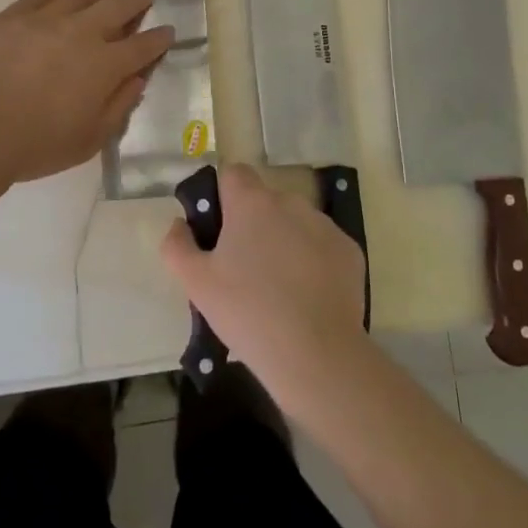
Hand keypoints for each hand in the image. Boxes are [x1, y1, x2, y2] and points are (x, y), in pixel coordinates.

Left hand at [0, 0, 173, 183]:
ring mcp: (44, 20)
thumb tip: (137, 80)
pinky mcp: (10, 17)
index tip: (168, 30)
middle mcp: (81, 34)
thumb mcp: (89, 140)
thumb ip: (118, 107)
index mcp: (105, 66)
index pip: (142, 47)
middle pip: (117, 8)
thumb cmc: (36, 144)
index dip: (158, 38)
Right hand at [161, 164, 366, 397]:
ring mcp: (325, 225)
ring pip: (295, 221)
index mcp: (252, 203)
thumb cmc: (247, 312)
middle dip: (253, 223)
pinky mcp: (349, 250)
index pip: (233, 173)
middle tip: (243, 267)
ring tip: (277, 286)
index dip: (222, 195)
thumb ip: (177, 245)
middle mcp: (290, 202)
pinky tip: (306, 296)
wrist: (316, 354)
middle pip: (264, 200)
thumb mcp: (196, 283)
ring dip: (283, 239)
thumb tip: (179, 223)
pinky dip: (313, 260)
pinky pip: (322, 245)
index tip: (218, 228)